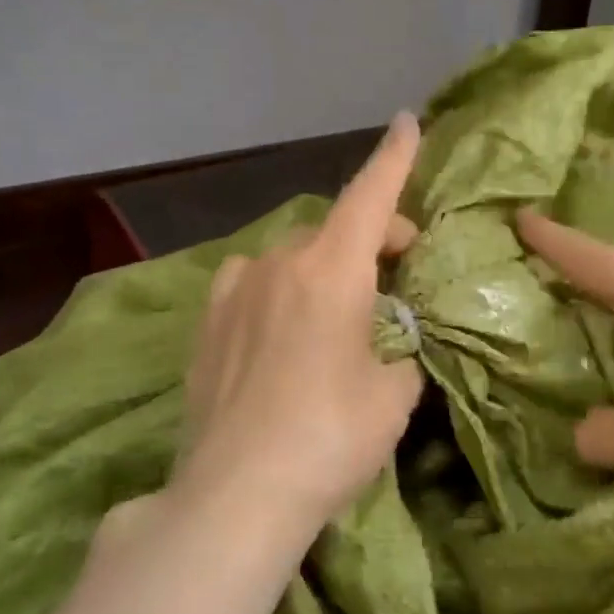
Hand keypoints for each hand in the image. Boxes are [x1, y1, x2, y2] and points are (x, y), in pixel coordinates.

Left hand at [168, 115, 425, 539]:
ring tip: (336, 309)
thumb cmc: (330, 438)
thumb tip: (393, 345)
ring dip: (321, 267)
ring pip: (288, 256)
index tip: (407, 121)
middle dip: (370, 239)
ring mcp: (233, 291)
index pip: (370, 195)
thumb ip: (403, 354)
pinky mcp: (205, 323)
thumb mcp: (393, 396)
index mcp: (330, 271)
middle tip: (398, 273)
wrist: (236, 493)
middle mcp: (277, 264)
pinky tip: (280, 326)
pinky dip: (277, 289)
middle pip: (332, 230)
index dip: (394, 157)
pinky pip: (251, 284)